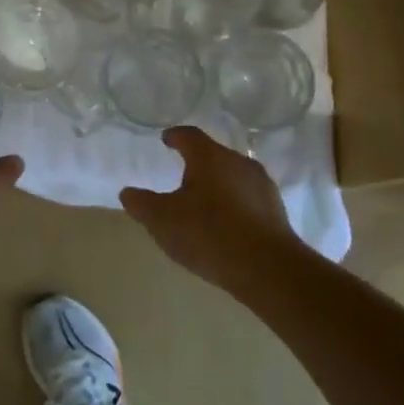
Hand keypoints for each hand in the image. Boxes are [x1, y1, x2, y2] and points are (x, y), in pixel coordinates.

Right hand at [119, 127, 307, 294]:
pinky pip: (247, 199)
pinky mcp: (276, 211)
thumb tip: (128, 192)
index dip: (175, 136)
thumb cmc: (208, 233)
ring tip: (203, 206)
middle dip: (197, 165)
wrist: (268, 268)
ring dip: (217, 186)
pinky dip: (234, 206)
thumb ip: (141, 203)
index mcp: (209, 156)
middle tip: (181, 180)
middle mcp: (238, 162)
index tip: (166, 140)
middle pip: (213, 155)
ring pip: (232, 177)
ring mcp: (261, 186)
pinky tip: (226, 226)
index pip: (189, 136)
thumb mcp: (162, 220)